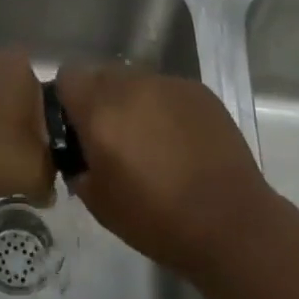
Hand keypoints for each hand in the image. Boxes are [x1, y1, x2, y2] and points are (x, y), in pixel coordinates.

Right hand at [54, 63, 272, 275]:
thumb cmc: (157, 220)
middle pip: (102, 75)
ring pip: (136, 81)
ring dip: (134, 103)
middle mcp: (131, 86)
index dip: (68, 100)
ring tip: (152, 142)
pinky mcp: (198, 91)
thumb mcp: (99, 203)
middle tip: (114, 139)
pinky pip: (167, 90)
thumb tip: (79, 152)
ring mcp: (168, 84)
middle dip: (101, 101)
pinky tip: (181, 142)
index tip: (77, 128)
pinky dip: (165, 108)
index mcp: (100, 110)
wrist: (230, 224)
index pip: (68, 77)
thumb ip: (78, 166)